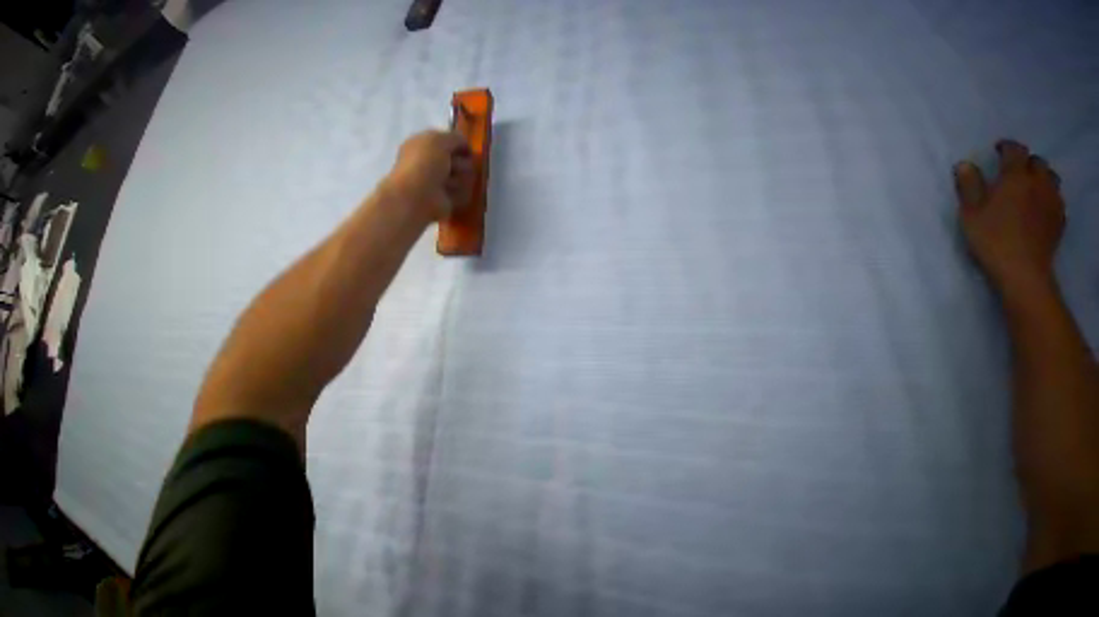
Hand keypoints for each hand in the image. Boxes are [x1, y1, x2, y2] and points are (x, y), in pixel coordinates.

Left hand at [385, 130, 474, 219]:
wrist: (415, 197)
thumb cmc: (424, 163)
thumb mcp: (439, 139)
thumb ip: (456, 137)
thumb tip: (464, 146)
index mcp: (424, 145)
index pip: (451, 141)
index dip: (459, 145)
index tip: (463, 149)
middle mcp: (431, 162)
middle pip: (462, 159)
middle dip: (461, 163)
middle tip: (451, 167)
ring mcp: (438, 182)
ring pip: (465, 176)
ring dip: (459, 178)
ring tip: (445, 183)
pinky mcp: (445, 199)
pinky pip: (464, 193)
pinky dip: (457, 193)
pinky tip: (446, 195)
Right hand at [956, 140, 1065, 297]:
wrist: (1026, 281)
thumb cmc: (998, 244)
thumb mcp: (972, 215)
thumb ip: (969, 187)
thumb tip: (964, 165)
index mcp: (1015, 173)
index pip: (1013, 148)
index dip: (1007, 147)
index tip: (1000, 153)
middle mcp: (1035, 183)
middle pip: (1038, 163)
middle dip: (1030, 164)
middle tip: (1022, 173)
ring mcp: (1049, 206)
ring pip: (1052, 181)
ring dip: (1046, 180)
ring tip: (1039, 188)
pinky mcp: (1057, 229)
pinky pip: (1060, 207)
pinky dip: (1055, 204)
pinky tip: (1050, 210)